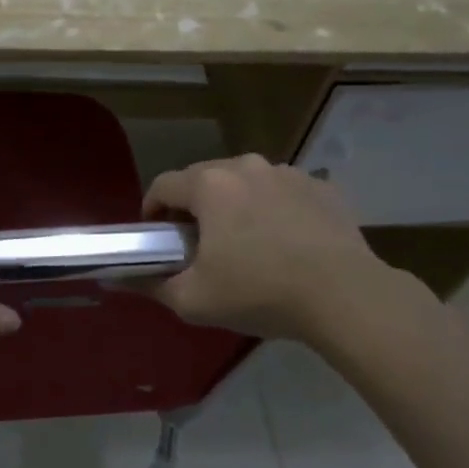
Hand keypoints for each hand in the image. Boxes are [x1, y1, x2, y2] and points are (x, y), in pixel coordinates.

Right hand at [141, 155, 392, 340]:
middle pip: (204, 178)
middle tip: (198, 242)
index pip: (163, 184)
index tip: (156, 236)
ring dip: (235, 203)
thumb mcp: (194, 300)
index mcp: (209, 185)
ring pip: (245, 181)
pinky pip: (283, 191)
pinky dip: (274, 208)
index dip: (152, 209)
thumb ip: (152, 286)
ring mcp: (288, 173)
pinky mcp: (323, 187)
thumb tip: (122, 280)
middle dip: (194, 205)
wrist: (346, 297)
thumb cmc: (260, 292)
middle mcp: (246, 167)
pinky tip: (284, 240)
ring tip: (244, 240)